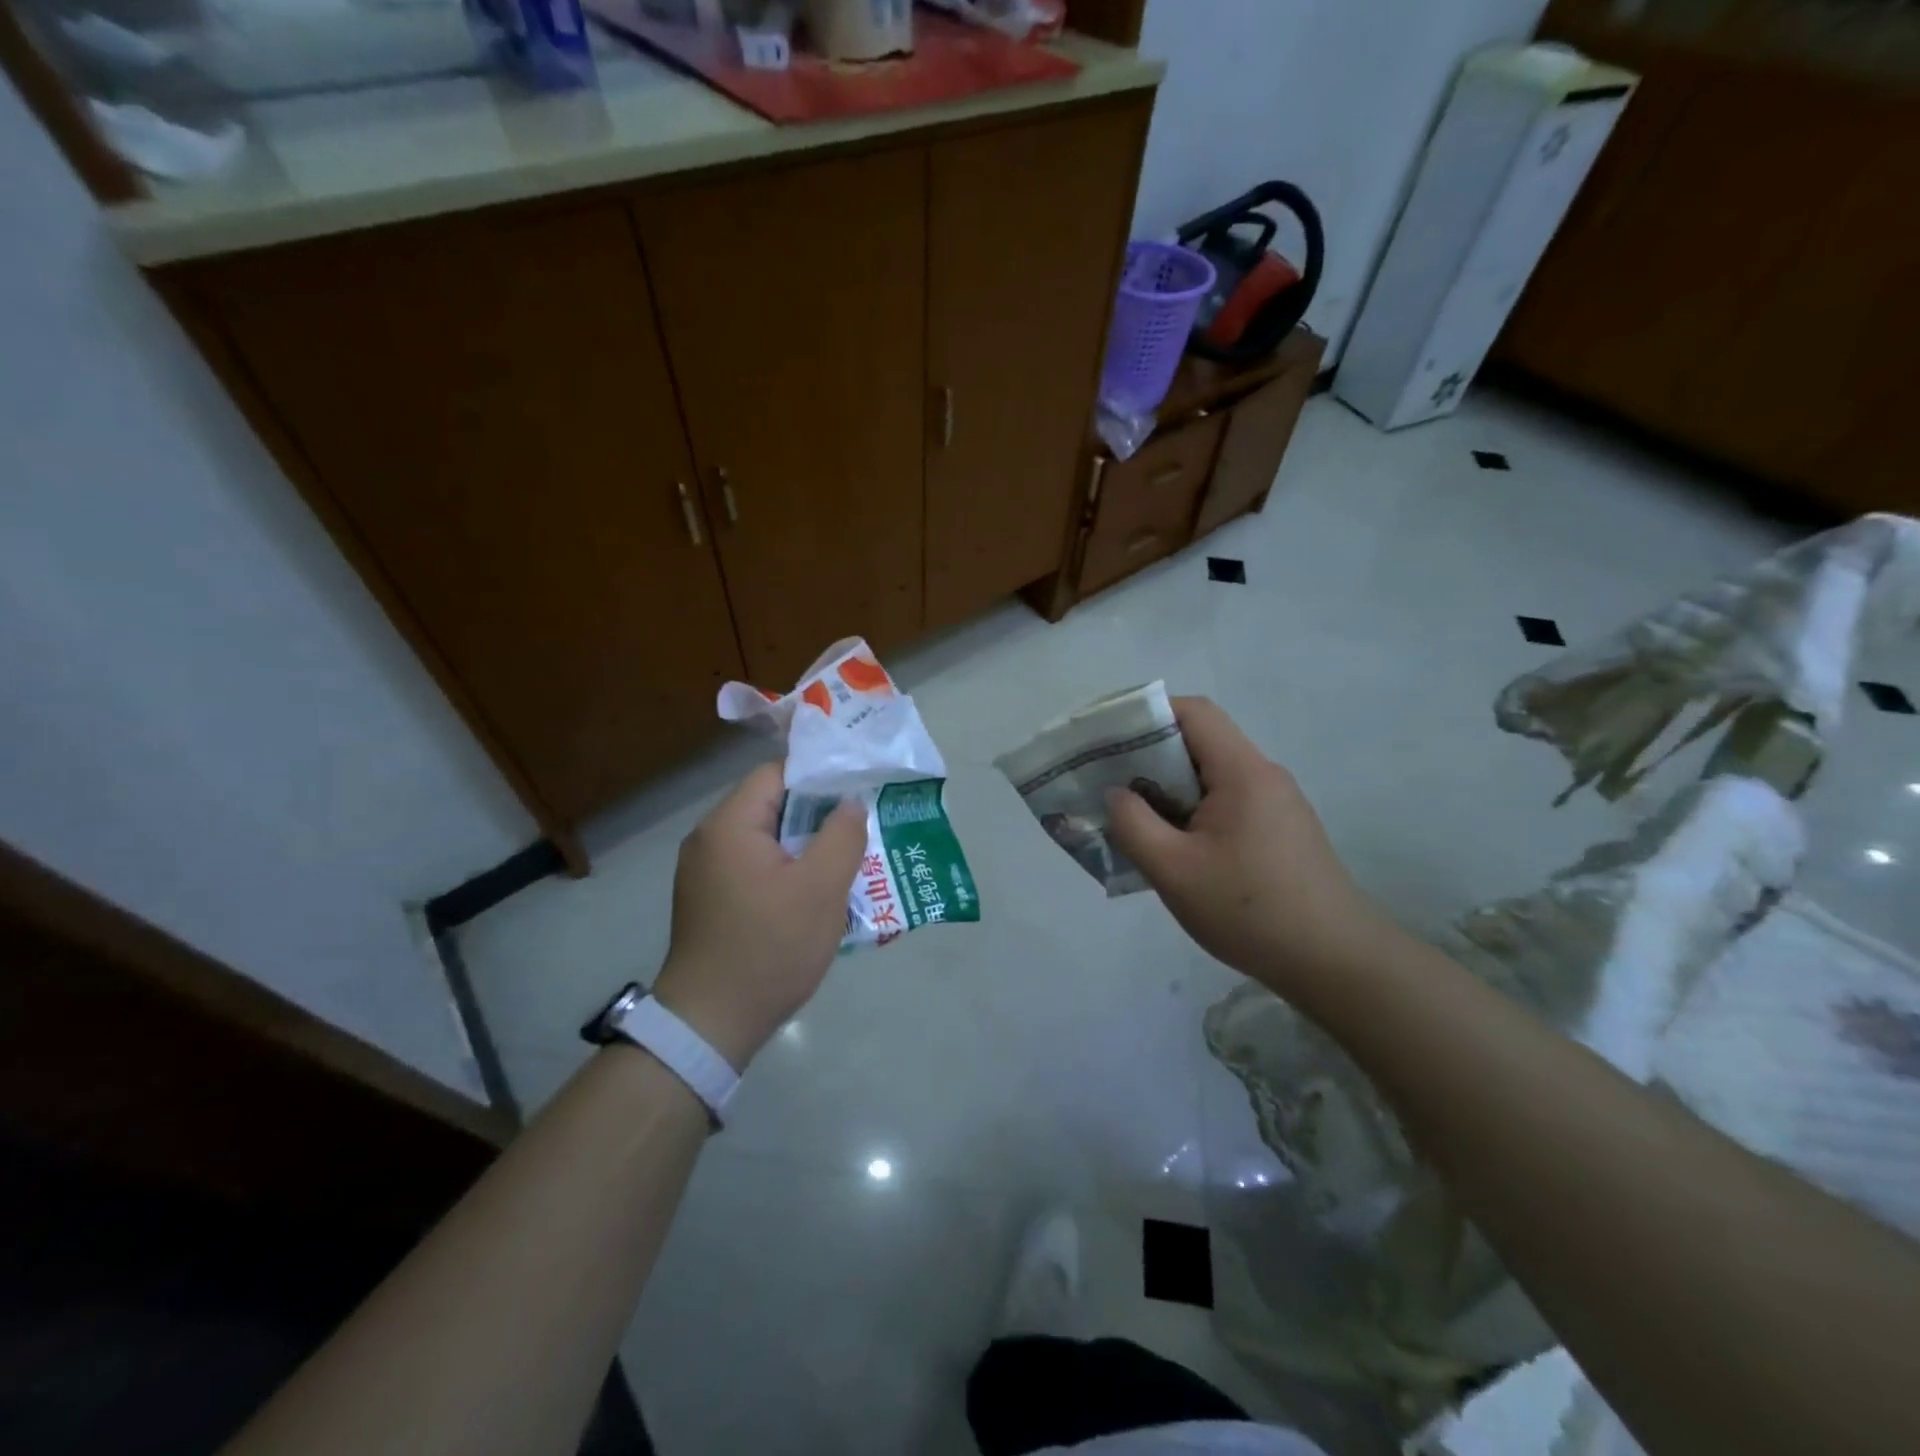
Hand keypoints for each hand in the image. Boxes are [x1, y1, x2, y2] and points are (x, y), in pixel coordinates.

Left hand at [652, 762, 866, 1069]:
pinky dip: (786, 873)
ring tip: (847, 863)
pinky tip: (816, 896)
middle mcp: (709, 840)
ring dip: (806, 849)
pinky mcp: (711, 901)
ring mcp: (706, 873)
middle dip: (818, 817)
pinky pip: (756, 869)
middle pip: (772, 807)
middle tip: (860, 830)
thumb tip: (850, 804)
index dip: (820, 778)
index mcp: (729, 825)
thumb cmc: (769, 948)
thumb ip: (842, 836)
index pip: (777, 774)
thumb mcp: (820, 889)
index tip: (858, 792)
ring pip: (767, 842)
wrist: (711, 1024)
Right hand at [1106, 697, 1386, 998]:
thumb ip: (1133, 824)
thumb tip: (1116, 794)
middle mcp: (1264, 776)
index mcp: (1242, 772)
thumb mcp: (1173, 870)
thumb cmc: (1249, 911)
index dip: (1147, 716)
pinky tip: (1176, 850)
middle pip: (1201, 743)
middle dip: (1151, 759)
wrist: (1335, 963)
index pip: (1193, 712)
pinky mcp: (1282, 832)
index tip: (1110, 743)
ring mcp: (1277, 805)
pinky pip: (1227, 804)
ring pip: (1212, 778)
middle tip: (1111, 786)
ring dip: (1171, 791)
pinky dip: (1193, 813)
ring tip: (1136, 822)